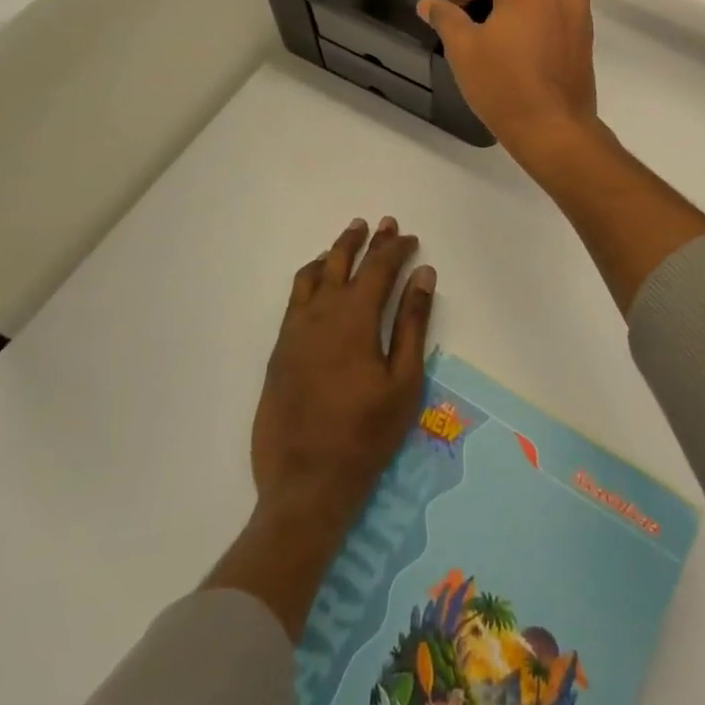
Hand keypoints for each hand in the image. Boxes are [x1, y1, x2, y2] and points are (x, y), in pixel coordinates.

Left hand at [252, 216, 434, 525]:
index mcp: (355, 317)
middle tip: (380, 223)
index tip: (410, 238)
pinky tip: (317, 278)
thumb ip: (413, 322)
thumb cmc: (366, 433)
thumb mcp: (404, 380)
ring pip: (313, 273)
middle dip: (365, 240)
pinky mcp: (280, 348)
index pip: (379, 267)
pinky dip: (310, 276)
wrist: (305, 482)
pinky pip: (295, 296)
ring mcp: (295, 329)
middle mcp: (321, 312)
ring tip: (348, 238)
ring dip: (334, 252)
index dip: (396, 248)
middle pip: (344, 261)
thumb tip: (423, 275)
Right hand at [418, 0, 599, 160]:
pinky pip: (549, 4)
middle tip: (453, 1)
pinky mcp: (584, 25)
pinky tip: (509, 27)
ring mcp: (576, 3)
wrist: (555, 128)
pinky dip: (528, 8)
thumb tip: (429, 2)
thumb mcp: (464, 49)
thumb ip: (445, 16)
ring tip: (478, 14)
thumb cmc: (504, 85)